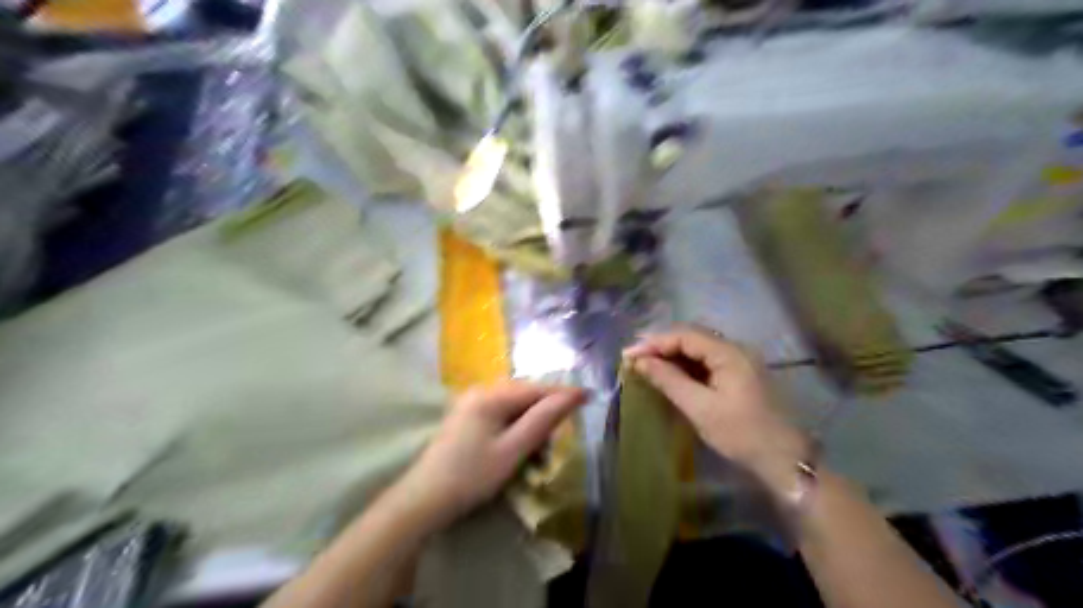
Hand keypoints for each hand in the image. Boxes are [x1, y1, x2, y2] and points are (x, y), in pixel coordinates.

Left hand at [397, 383, 582, 529]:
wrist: (424, 500)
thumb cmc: (472, 475)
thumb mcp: (513, 449)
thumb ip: (544, 420)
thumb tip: (573, 396)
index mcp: (491, 395)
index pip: (537, 389)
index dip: (564, 394)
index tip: (589, 398)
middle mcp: (480, 391)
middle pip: (525, 396)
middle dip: (545, 415)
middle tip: (556, 442)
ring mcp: (470, 403)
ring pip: (514, 407)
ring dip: (530, 425)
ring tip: (537, 453)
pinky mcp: (466, 417)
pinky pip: (500, 415)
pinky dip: (514, 429)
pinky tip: (517, 450)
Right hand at [622, 328, 807, 497]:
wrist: (785, 459)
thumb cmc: (741, 433)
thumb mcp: (700, 408)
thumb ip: (669, 380)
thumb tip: (640, 361)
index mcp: (728, 352)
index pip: (684, 335)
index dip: (654, 342)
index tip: (628, 355)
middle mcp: (735, 349)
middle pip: (691, 337)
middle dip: (661, 345)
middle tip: (634, 358)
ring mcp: (740, 360)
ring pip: (699, 348)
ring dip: (672, 354)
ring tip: (646, 364)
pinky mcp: (740, 374)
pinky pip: (707, 360)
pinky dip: (686, 364)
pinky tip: (671, 374)